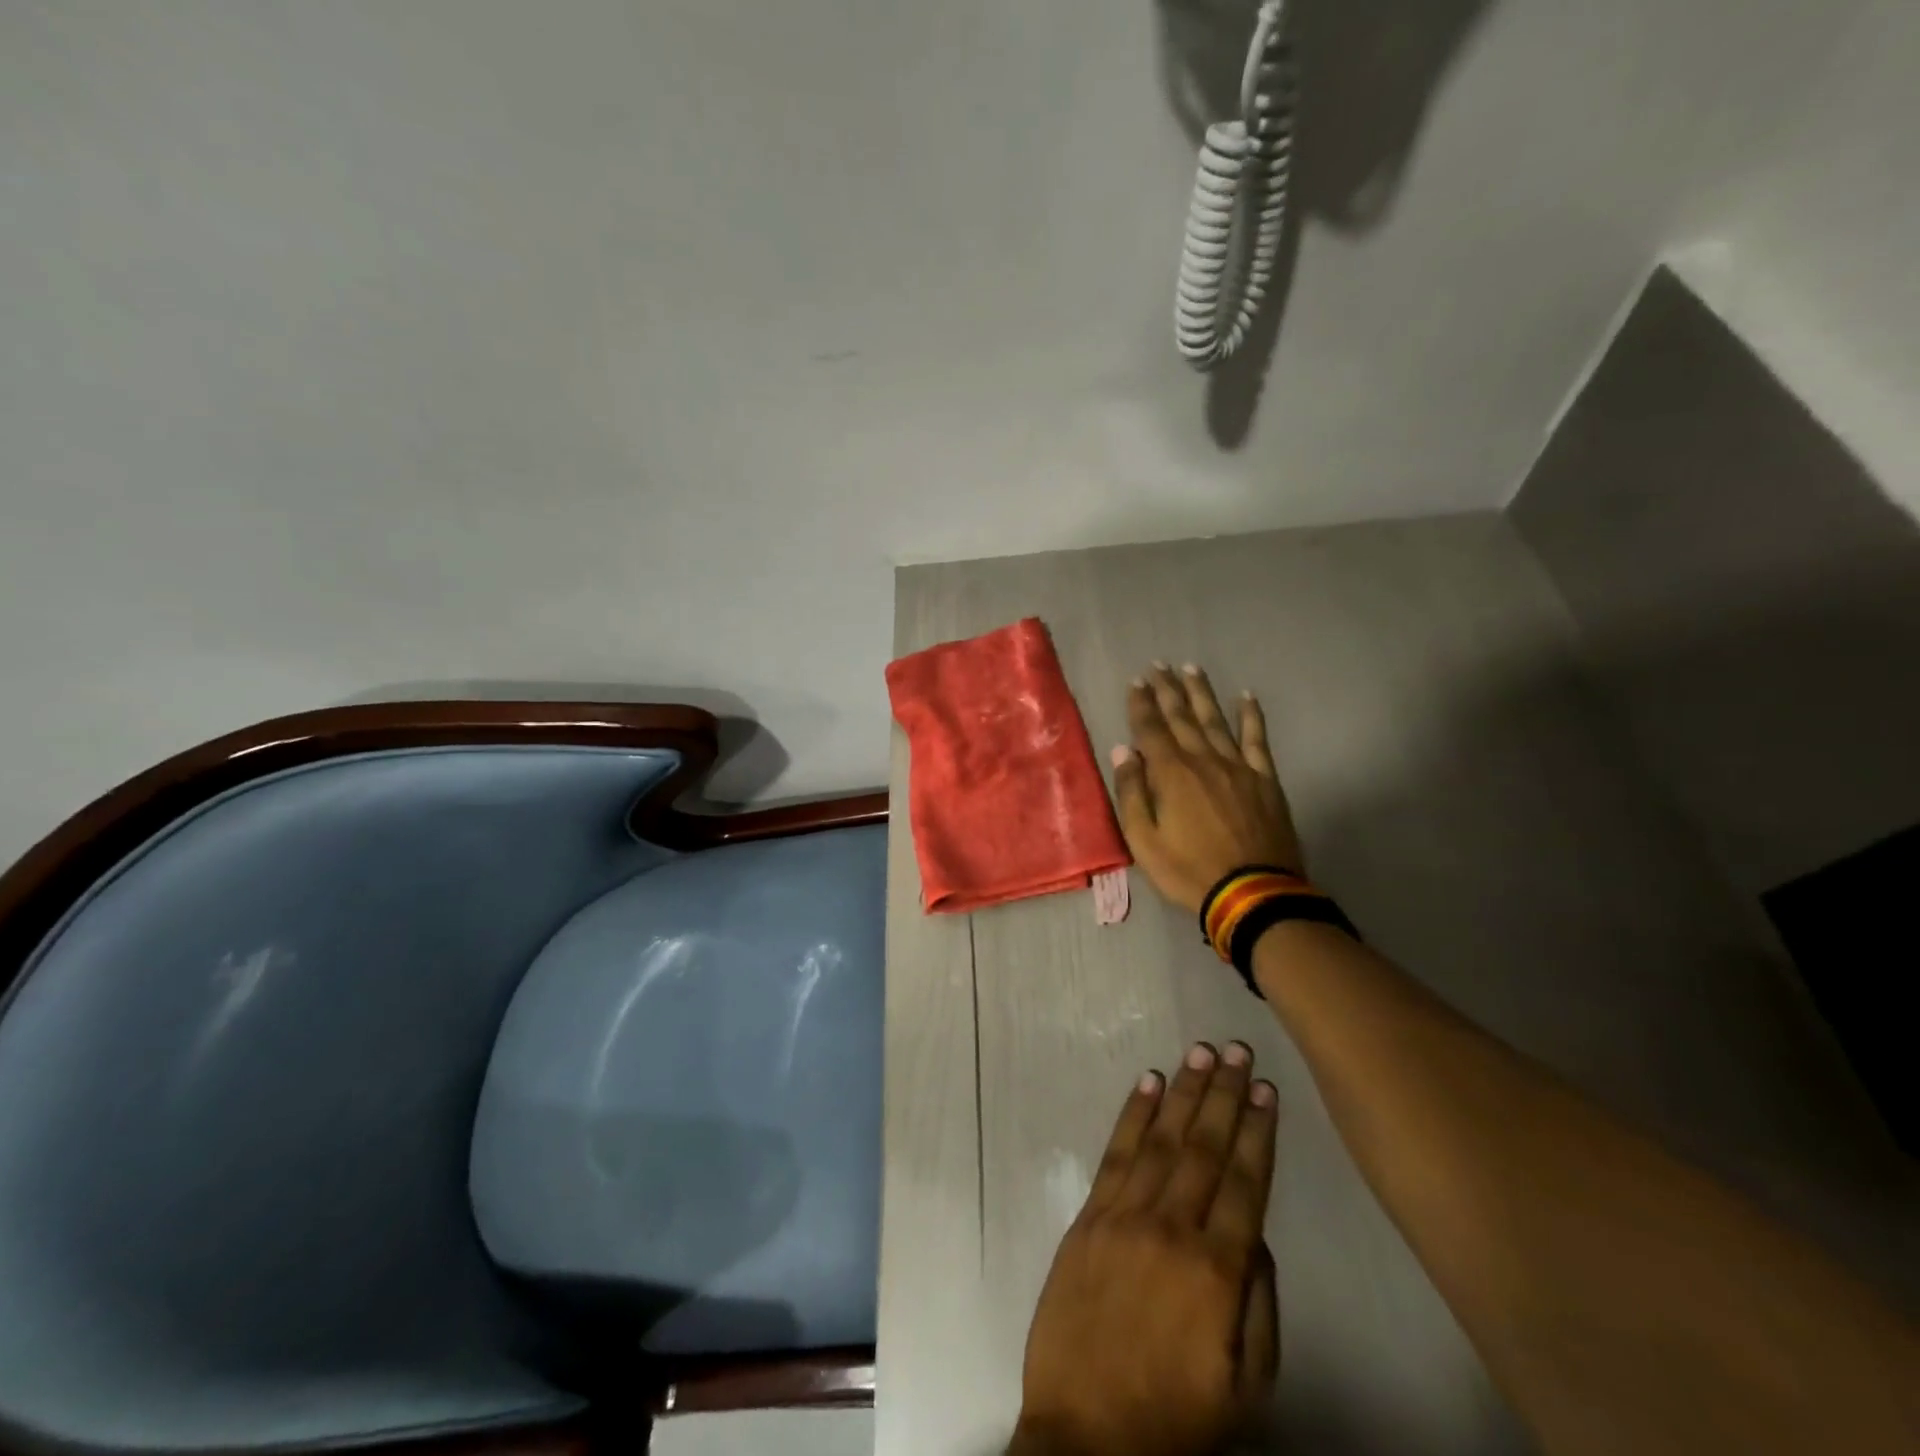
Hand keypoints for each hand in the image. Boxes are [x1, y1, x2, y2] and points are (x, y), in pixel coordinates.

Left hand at [1015, 1042, 1280, 1455]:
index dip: (1258, 1132)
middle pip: (1204, 1147)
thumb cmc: (1176, 1419)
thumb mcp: (1247, 1386)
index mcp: (1217, 1272)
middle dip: (1225, 1095)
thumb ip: (1261, 1303)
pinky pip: (1115, 1154)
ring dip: (1183, 1092)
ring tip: (1201, 1053)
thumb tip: (1256, 1233)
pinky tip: (1148, 1082)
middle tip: (1238, 1050)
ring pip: (1161, 1139)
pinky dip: (1133, 1114)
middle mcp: (1170, 1229)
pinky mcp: (1088, 1216)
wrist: (1085, 1437)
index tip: (1267, 1089)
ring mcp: (1123, 1216)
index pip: (1244, 1183)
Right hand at [1111, 663, 1302, 914]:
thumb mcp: (1144, 840)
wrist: (1253, 892)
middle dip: (1167, 690)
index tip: (1135, 681)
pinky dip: (1251, 716)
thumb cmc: (1189, 870)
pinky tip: (1246, 697)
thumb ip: (1132, 793)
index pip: (1151, 729)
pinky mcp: (1264, 779)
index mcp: (1171, 774)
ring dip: (1201, 693)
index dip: (1141, 704)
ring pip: (1215, 720)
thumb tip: (1123, 751)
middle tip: (1158, 666)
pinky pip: (1256, 740)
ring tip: (1190, 668)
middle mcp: (1203, 760)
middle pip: (1181, 717)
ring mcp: (1237, 767)